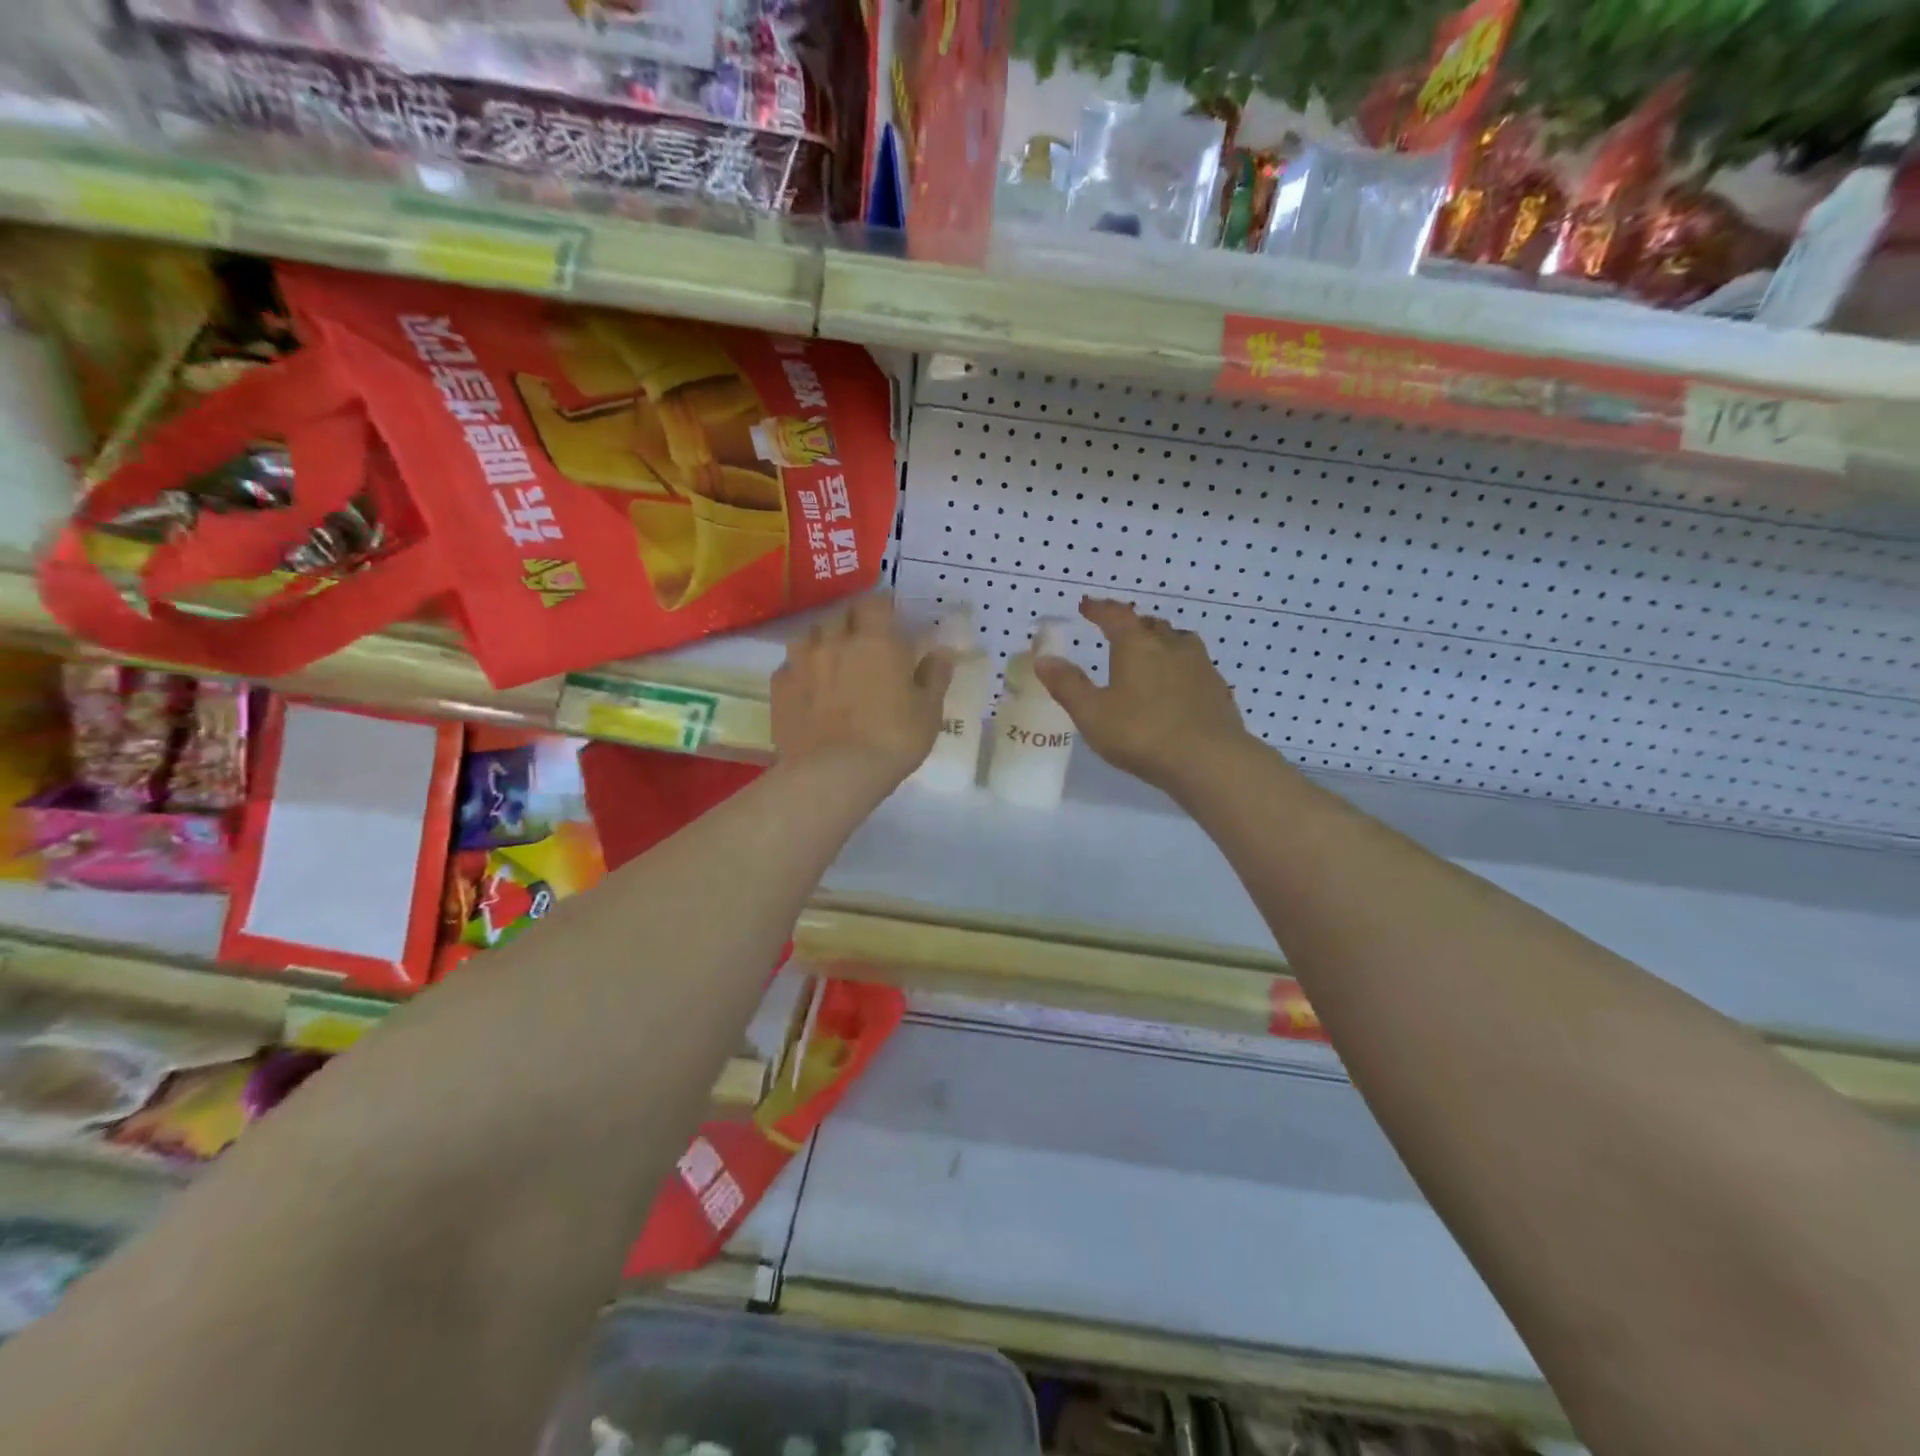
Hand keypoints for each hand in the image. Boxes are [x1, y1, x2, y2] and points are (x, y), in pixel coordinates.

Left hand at [771, 593, 954, 793]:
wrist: (835, 773)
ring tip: (830, 659)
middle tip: (862, 639)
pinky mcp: (780, 688)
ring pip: (808, 635)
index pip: (875, 603)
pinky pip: (789, 667)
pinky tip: (807, 686)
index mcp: (875, 641)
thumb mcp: (927, 711)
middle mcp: (834, 641)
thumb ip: (934, 677)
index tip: (890, 617)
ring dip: (820, 641)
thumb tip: (941, 653)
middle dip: (851, 621)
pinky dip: (799, 670)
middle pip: (839, 614)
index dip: (882, 606)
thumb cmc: (892, 739)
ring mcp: (802, 663)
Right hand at [1034, 597, 1252, 793]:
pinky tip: (1177, 686)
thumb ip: (1068, 685)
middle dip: (1133, 625)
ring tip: (1151, 654)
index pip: (1116, 616)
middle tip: (1119, 632)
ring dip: (1162, 642)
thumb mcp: (1092, 713)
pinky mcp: (1218, 690)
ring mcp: (1200, 666)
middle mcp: (1171, 646)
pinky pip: (1196, 667)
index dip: (1100, 608)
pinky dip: (1181, 668)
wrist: (1209, 760)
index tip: (1087, 605)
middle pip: (1150, 625)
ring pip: (1179, 641)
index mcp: (1137, 646)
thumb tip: (1043, 658)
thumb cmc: (1142, 733)